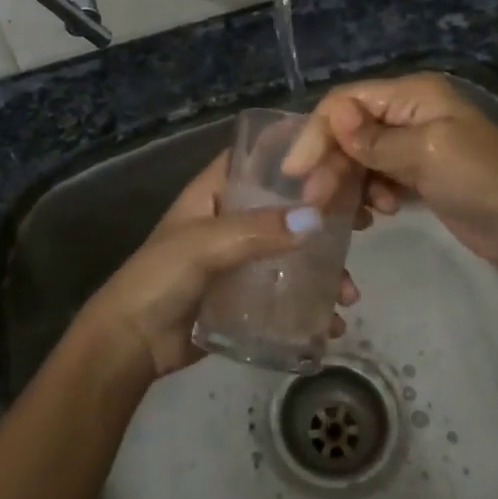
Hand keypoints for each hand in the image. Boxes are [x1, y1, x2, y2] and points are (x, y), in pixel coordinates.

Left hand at [77, 151, 362, 379]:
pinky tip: (333, 321)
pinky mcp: (248, 295)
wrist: (132, 345)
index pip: (257, 159)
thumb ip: (256, 231)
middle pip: (286, 205)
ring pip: (294, 251)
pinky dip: (312, 302)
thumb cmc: (160, 279)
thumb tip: (316, 217)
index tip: (340, 159)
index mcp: (214, 192)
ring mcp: (241, 259)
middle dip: (326, 214)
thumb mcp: (204, 246)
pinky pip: (288, 291)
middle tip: (365, 223)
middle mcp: (232, 219)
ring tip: (348, 292)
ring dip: (325, 267)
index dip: (295, 154)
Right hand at [282, 72, 497, 272]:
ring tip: (350, 215)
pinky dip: (368, 194)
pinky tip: (376, 214)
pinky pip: (376, 177)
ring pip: (359, 157)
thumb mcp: (427, 154)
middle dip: (331, 164)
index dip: (318, 132)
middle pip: (350, 130)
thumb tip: (333, 112)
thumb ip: (376, 139)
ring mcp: (413, 144)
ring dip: (348, 183)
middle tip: (315, 203)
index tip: (296, 171)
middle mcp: (409, 112)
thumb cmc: (482, 181)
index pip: (347, 101)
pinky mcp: (417, 173)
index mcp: (413, 95)